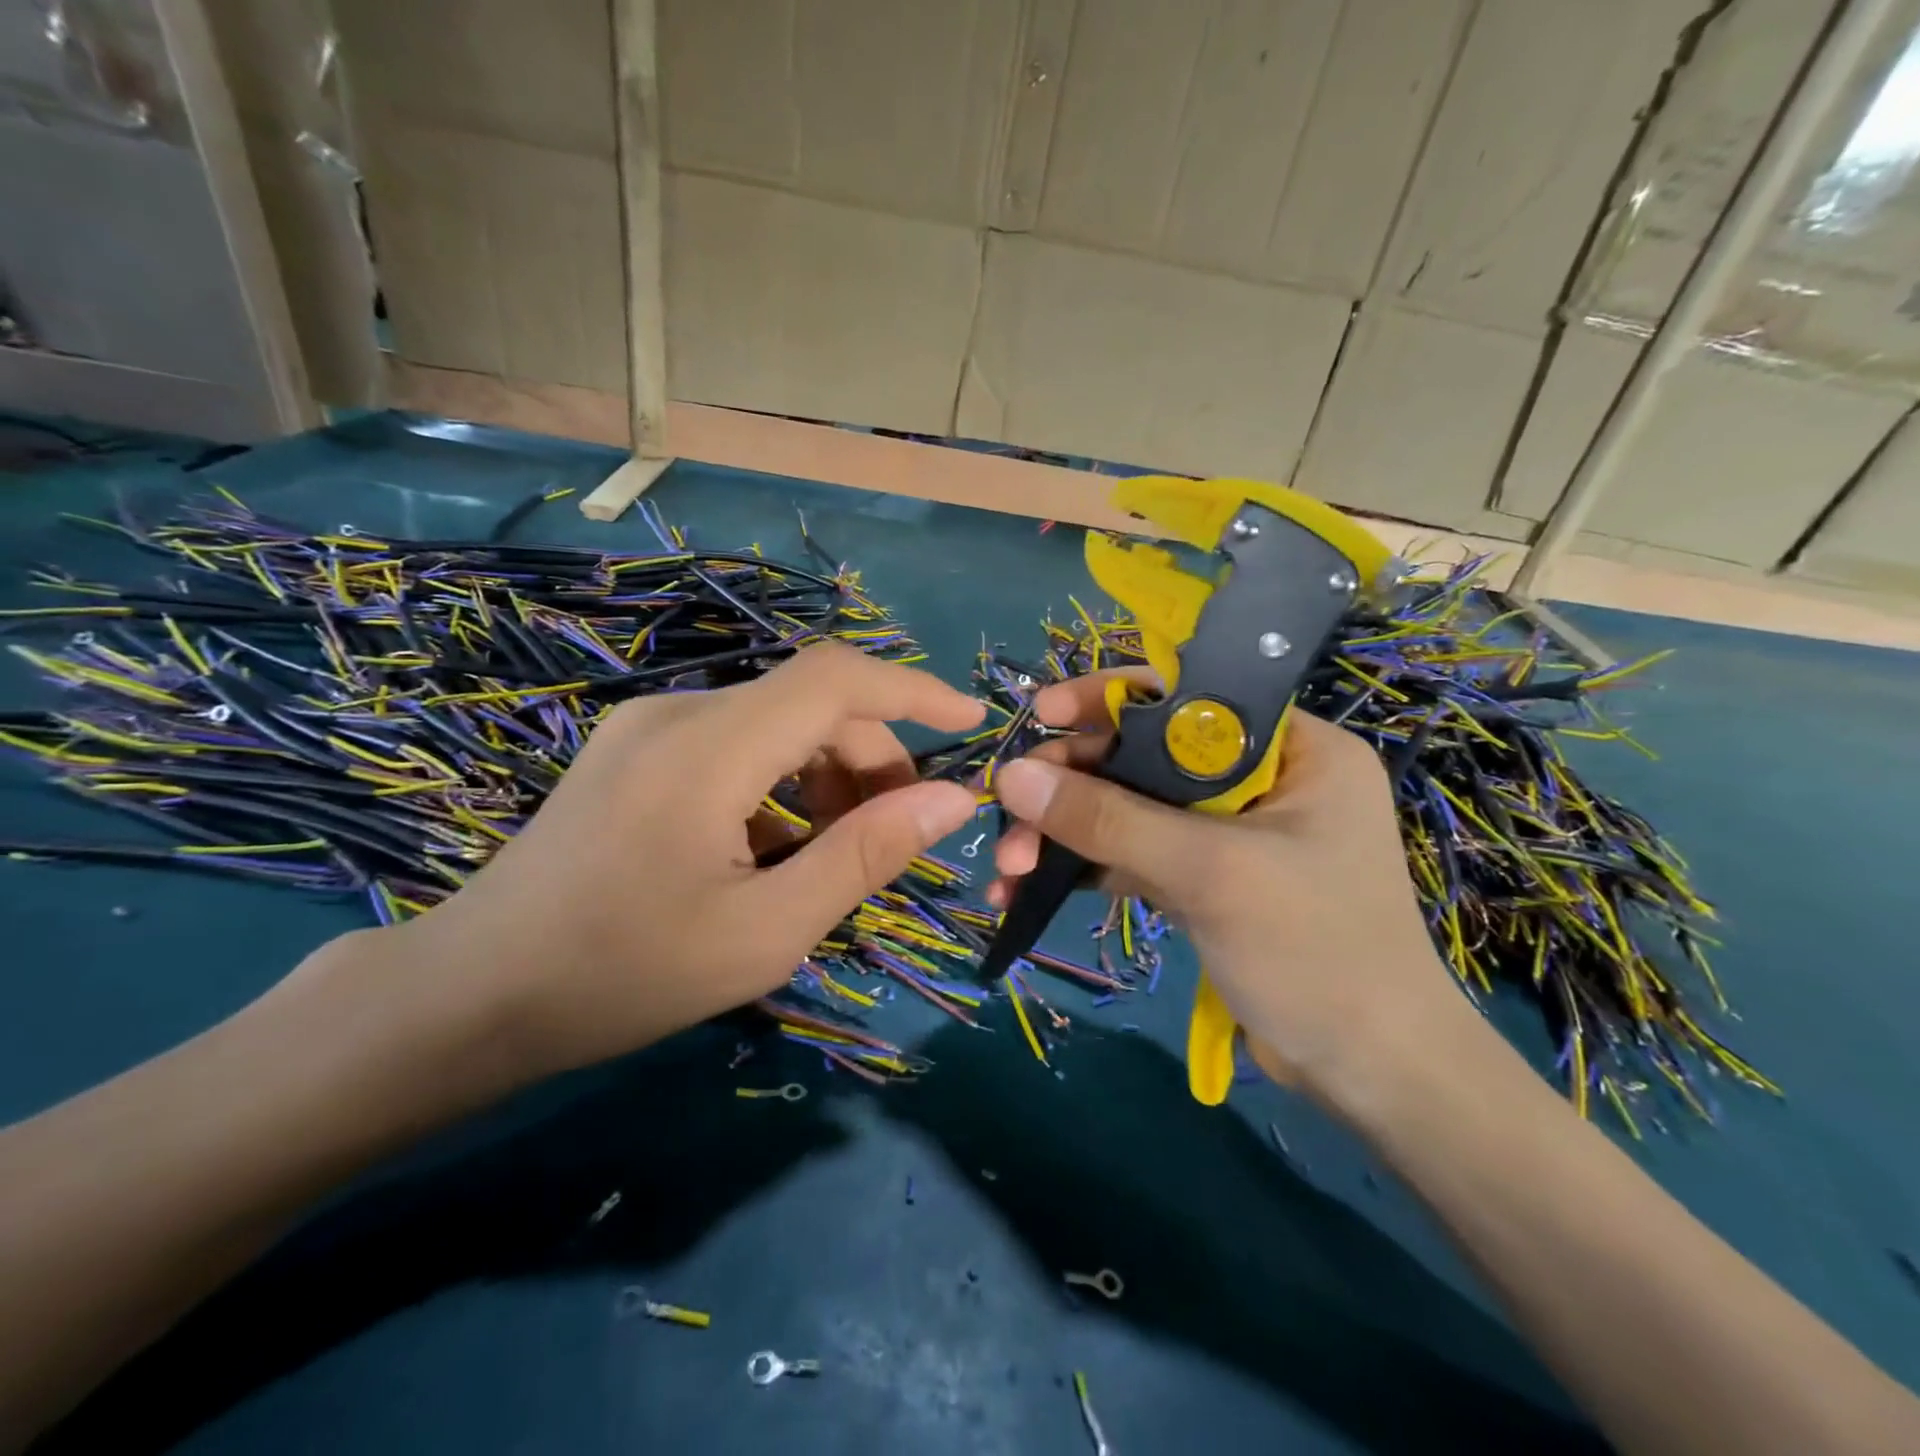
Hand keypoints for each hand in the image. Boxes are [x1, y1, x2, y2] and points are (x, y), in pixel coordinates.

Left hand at [391, 643, 984, 1080]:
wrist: (468, 997)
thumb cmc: (622, 974)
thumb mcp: (766, 931)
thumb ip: (866, 855)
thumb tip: (953, 799)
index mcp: (709, 747)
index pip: (836, 678)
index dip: (913, 690)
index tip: (971, 723)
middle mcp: (678, 712)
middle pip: (809, 704)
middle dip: (872, 757)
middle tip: (897, 831)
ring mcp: (647, 727)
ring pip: (774, 723)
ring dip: (827, 773)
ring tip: (835, 850)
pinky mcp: (632, 751)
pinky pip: (735, 744)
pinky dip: (780, 782)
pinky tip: (771, 848)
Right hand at [989, 672, 1473, 1104]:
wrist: (1370, 1076)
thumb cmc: (1316, 953)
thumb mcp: (1211, 873)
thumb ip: (1110, 820)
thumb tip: (1012, 775)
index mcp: (1292, 748)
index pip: (1190, 695)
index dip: (1110, 698)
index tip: (1043, 716)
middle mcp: (1258, 779)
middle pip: (1144, 755)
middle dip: (1070, 784)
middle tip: (1007, 810)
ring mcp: (1224, 833)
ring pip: (1127, 809)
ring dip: (1064, 832)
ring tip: (1007, 866)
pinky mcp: (1201, 880)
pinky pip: (1129, 855)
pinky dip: (1081, 869)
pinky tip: (1025, 890)